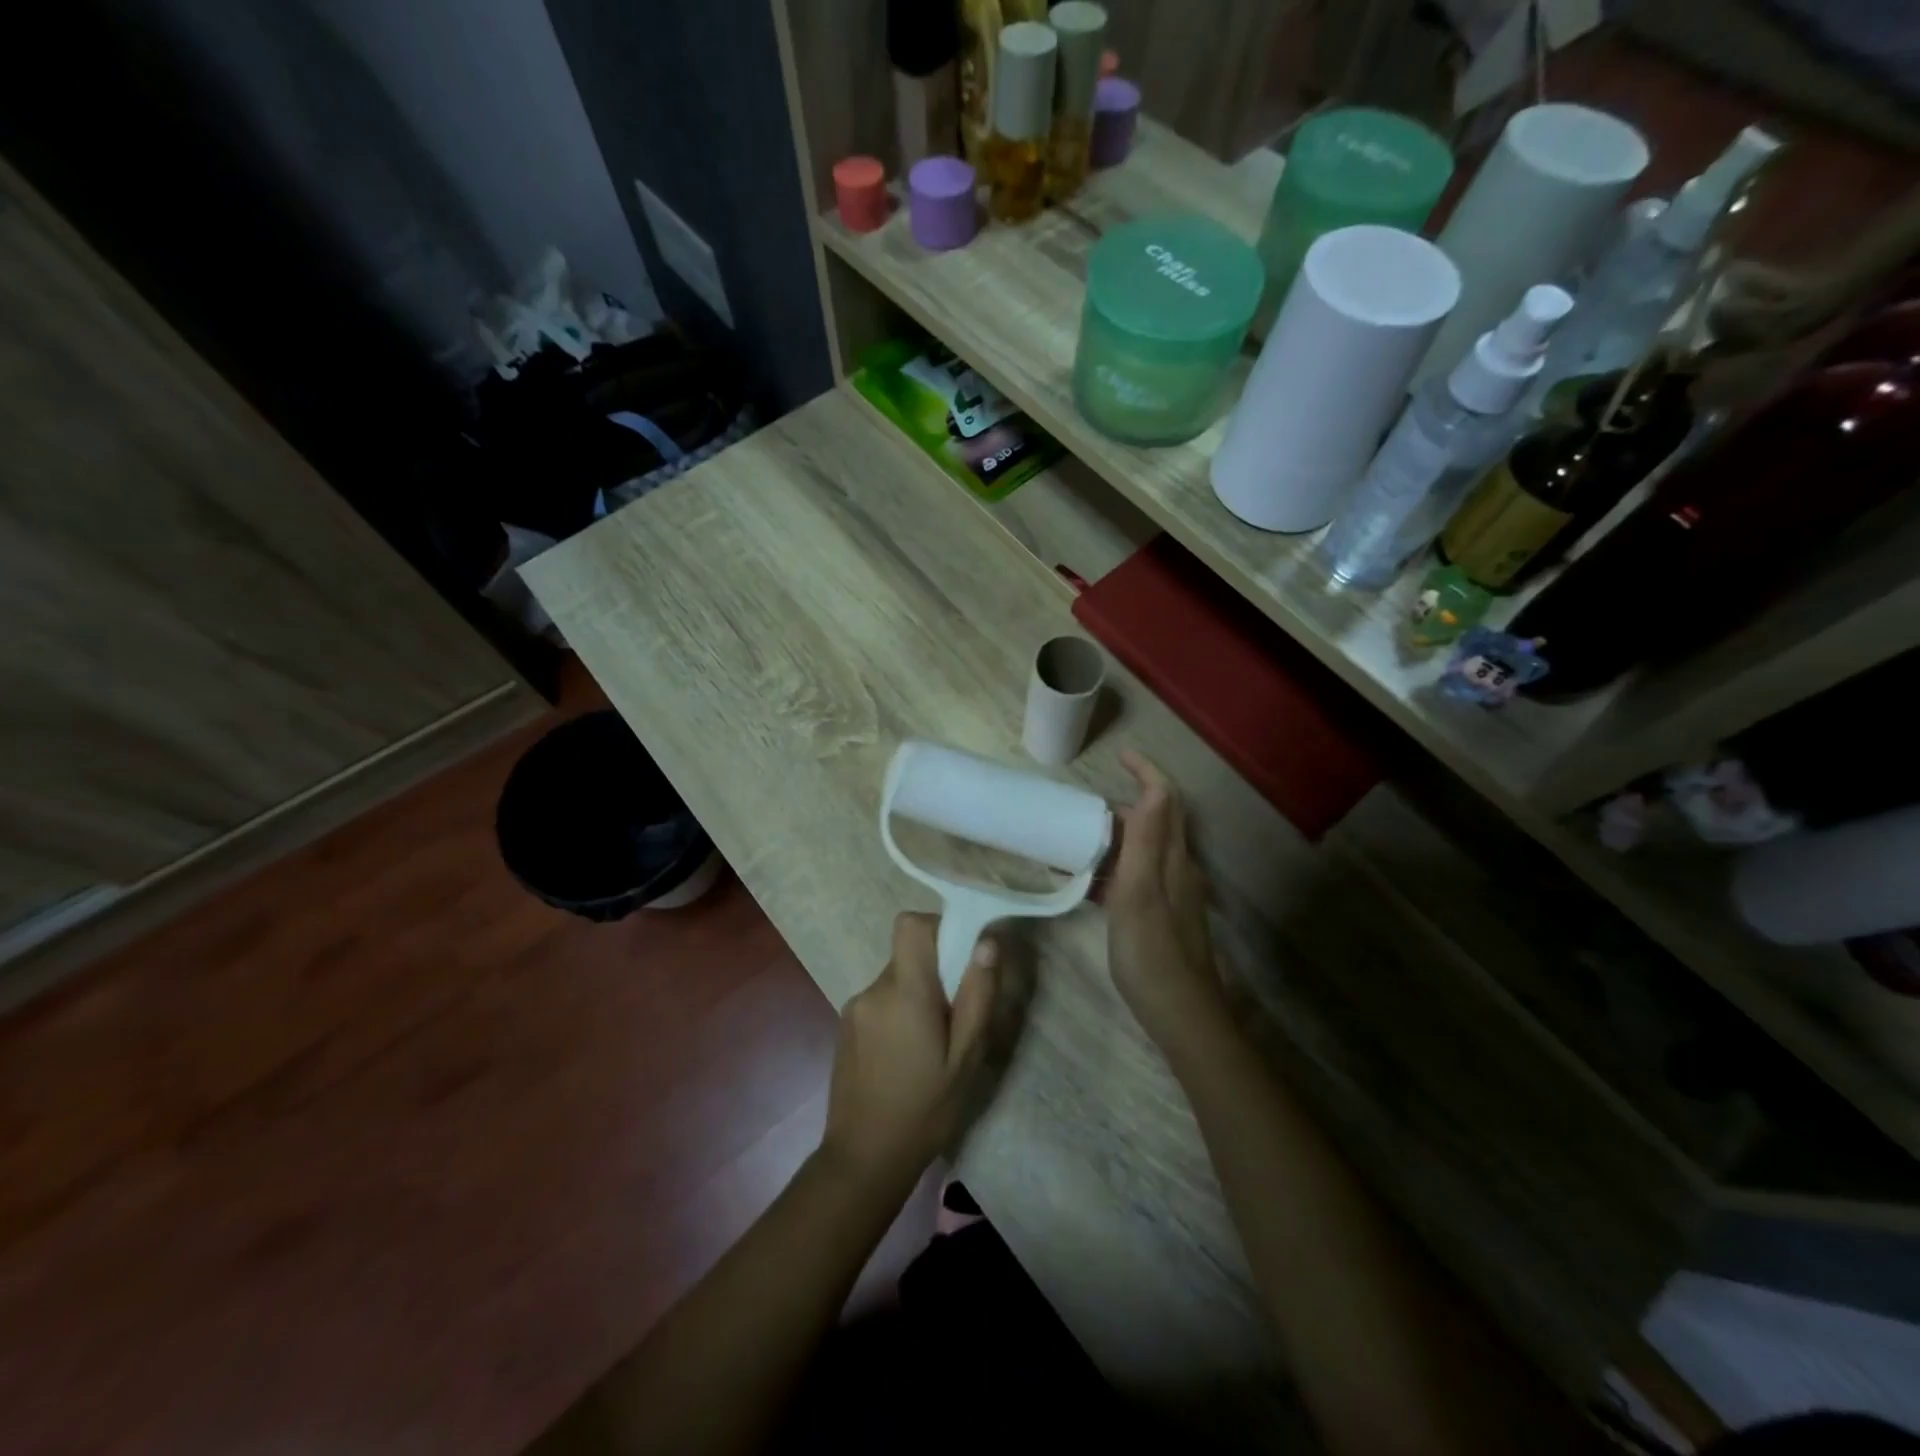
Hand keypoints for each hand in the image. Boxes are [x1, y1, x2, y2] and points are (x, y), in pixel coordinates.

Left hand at [820, 912, 999, 1191]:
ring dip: (917, 995)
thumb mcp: (965, 1058)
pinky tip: (907, 1056)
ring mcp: (854, 1007)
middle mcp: (873, 990)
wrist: (864, 1158)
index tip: (960, 956)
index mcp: (904, 992)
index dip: (937, 927)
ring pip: (896, 978)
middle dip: (935, 971)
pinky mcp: (845, 1025)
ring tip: (931, 1044)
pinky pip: (881, 1000)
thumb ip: (977, 996)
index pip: (911, 925)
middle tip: (955, 1015)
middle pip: (908, 954)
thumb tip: (987, 943)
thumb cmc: (925, 1110)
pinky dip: (899, 1012)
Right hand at [1106, 752, 1227, 1054]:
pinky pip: (1137, 877)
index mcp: (1173, 859)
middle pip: (1155, 822)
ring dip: (1114, 838)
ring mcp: (1172, 895)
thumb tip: (1153, 789)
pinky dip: (1113, 869)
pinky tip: (1087, 885)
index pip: (1165, 799)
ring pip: (1144, 850)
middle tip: (1081, 808)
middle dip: (1122, 805)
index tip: (1119, 755)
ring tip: (1075, 841)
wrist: (1182, 1016)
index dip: (1147, 772)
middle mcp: (1178, 870)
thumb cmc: (1153, 953)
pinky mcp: (1163, 916)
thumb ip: (1147, 842)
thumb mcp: (1141, 893)